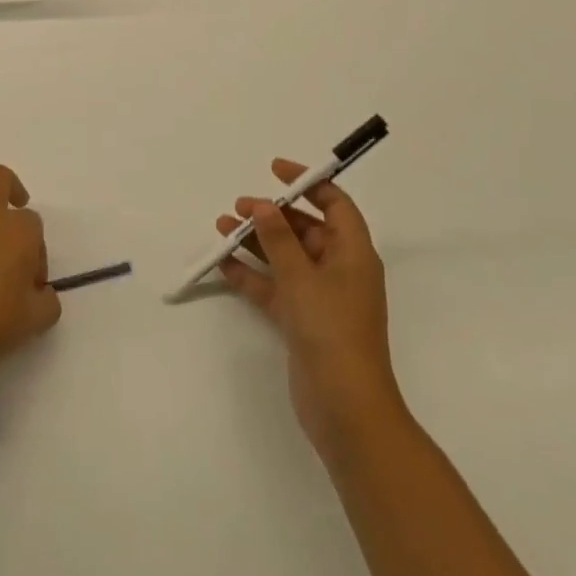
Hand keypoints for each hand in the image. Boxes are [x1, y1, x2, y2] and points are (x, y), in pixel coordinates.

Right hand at [218, 161, 404, 460]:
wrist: (344, 405)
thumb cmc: (332, 330)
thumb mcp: (302, 277)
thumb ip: (278, 238)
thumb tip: (262, 204)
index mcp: (354, 253)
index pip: (335, 204)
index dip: (309, 183)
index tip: (275, 170)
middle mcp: (339, 270)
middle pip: (305, 230)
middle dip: (272, 215)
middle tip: (237, 207)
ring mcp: (319, 297)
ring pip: (285, 258)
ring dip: (256, 242)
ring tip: (221, 227)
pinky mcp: (301, 320)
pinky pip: (273, 286)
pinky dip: (251, 274)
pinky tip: (223, 262)